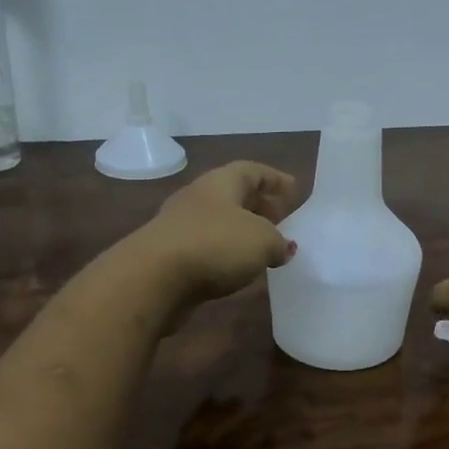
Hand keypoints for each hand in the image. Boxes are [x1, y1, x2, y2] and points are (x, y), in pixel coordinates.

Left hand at [127, 161, 299, 310]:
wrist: (153, 278)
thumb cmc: (214, 246)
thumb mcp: (262, 242)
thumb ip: (279, 242)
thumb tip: (284, 247)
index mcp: (221, 183)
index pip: (252, 171)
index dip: (275, 179)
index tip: (295, 190)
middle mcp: (198, 197)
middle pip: (233, 196)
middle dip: (259, 206)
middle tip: (282, 220)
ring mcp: (180, 226)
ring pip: (219, 222)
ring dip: (242, 232)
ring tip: (264, 248)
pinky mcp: (170, 255)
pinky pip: (206, 247)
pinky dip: (225, 253)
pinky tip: (237, 269)